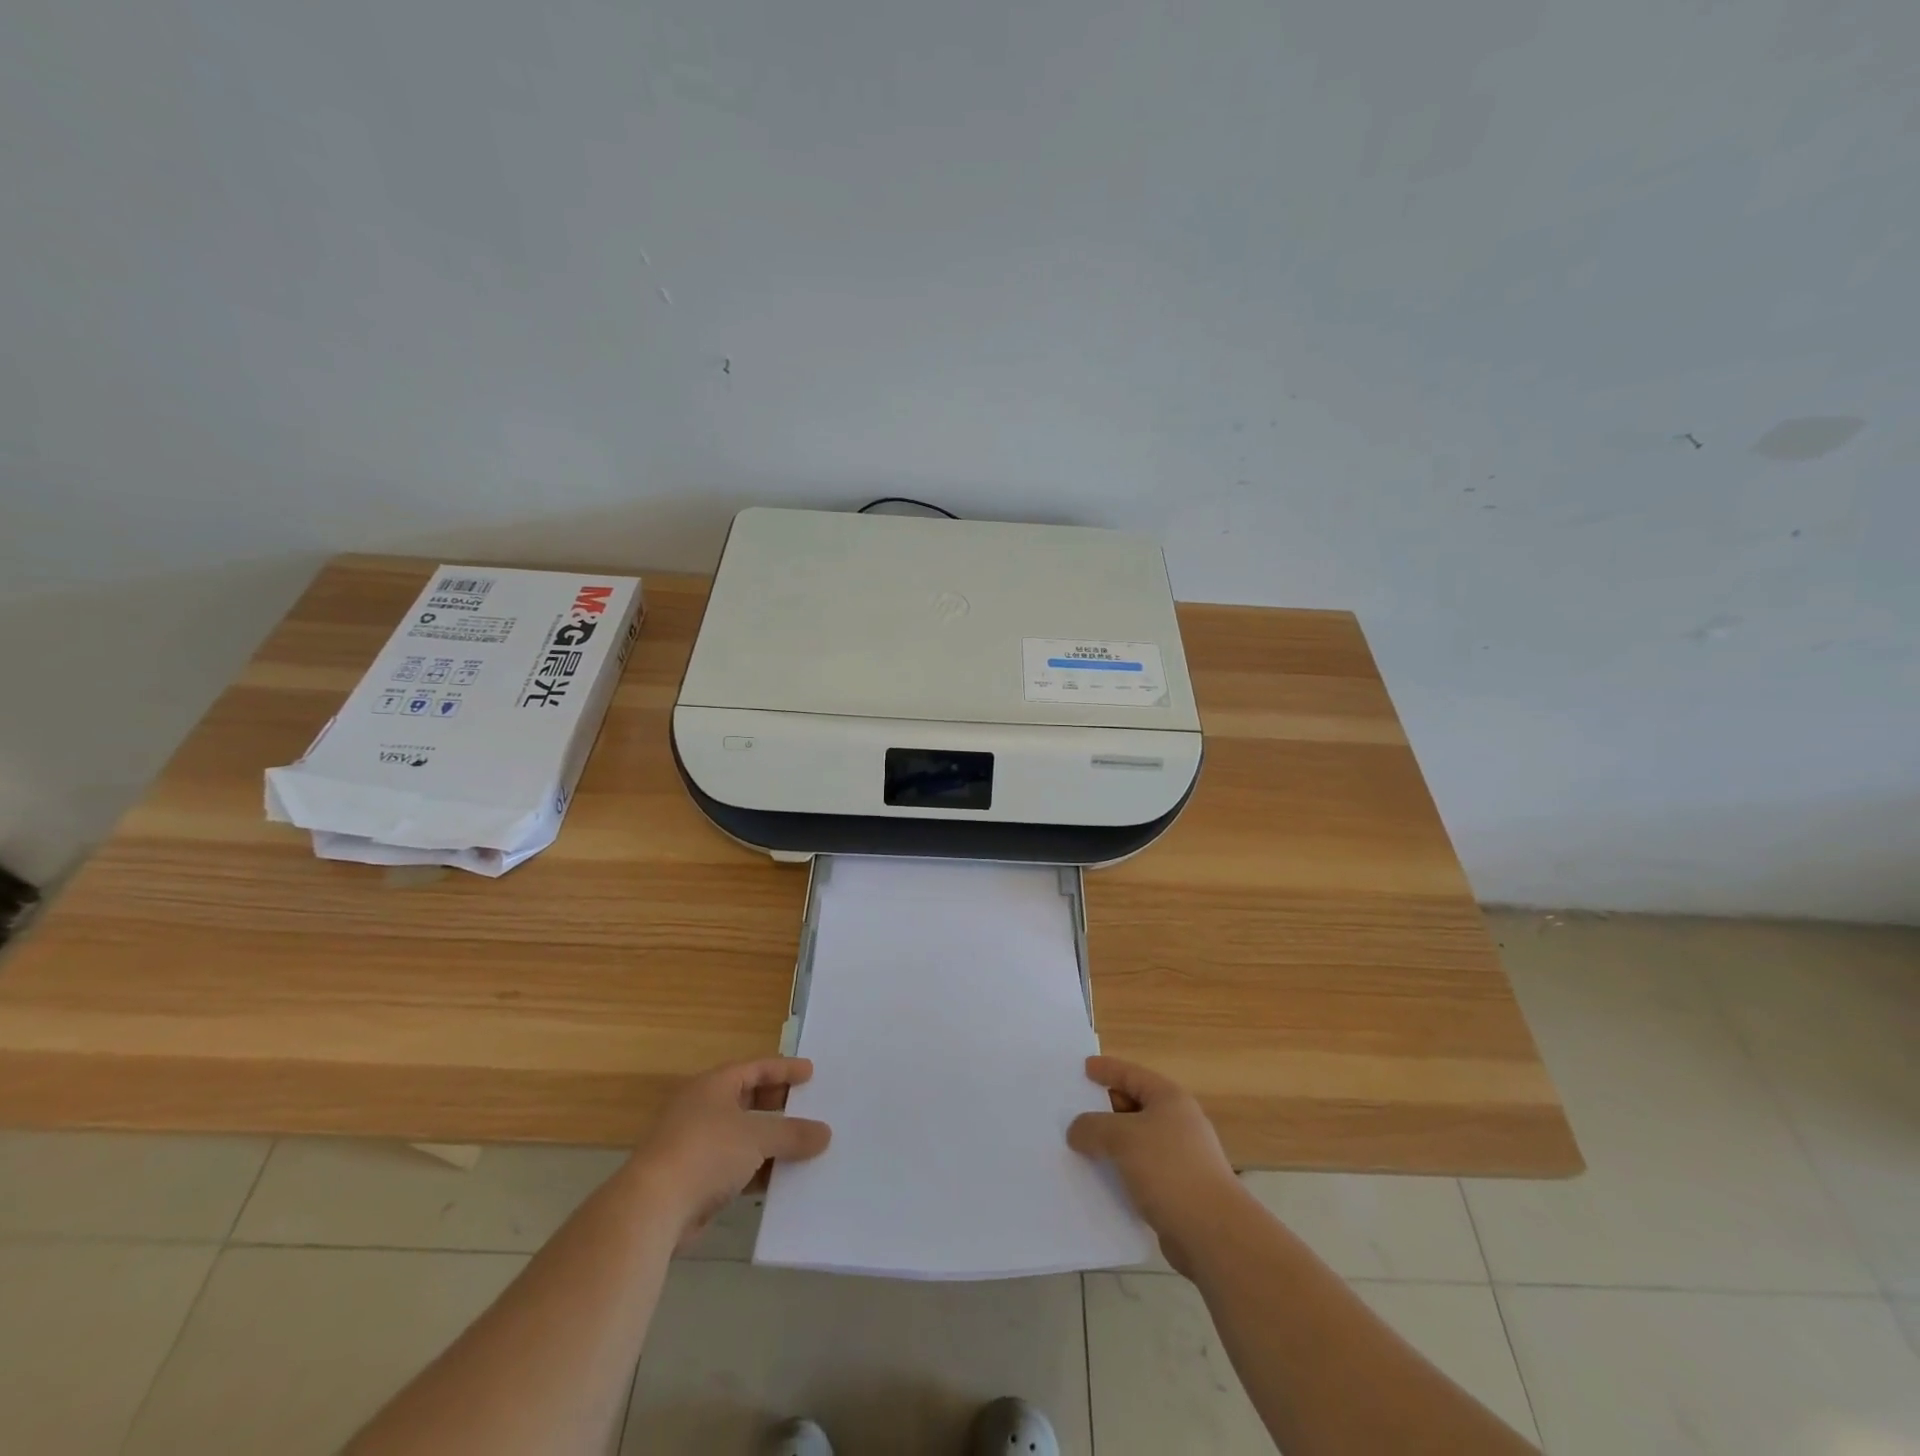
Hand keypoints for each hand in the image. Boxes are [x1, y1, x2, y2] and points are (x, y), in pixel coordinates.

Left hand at [626, 1057, 831, 1247]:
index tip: (811, 1073)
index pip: (755, 1068)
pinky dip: (757, 1171)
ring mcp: (696, 1145)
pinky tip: (780, 1181)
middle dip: (778, 1105)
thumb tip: (825, 1133)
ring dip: (770, 1142)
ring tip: (803, 1145)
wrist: (652, 1208)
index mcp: (713, 1086)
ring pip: (742, 1136)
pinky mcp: (694, 1180)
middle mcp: (702, 1109)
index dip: (784, 1069)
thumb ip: (793, 1134)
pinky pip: (736, 1167)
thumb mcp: (757, 1136)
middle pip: (748, 1100)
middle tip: (808, 1106)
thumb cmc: (706, 1152)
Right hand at [1067, 1056, 1240, 1273]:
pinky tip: (1099, 1179)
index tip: (1084, 1068)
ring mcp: (1180, 1158)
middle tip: (1073, 1110)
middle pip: (1134, 1106)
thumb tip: (1077, 1131)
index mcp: (1169, 1099)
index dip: (1107, 1069)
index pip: (1132, 1074)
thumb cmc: (1169, 1169)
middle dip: (1104, 1109)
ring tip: (1079, 1146)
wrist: (1212, 1233)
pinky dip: (1120, 1171)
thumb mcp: (1123, 1137)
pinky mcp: (1177, 1190)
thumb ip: (1093, 1127)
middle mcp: (1178, 1123)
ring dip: (1110, 1144)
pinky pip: (1139, 1171)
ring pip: (1135, 1141)